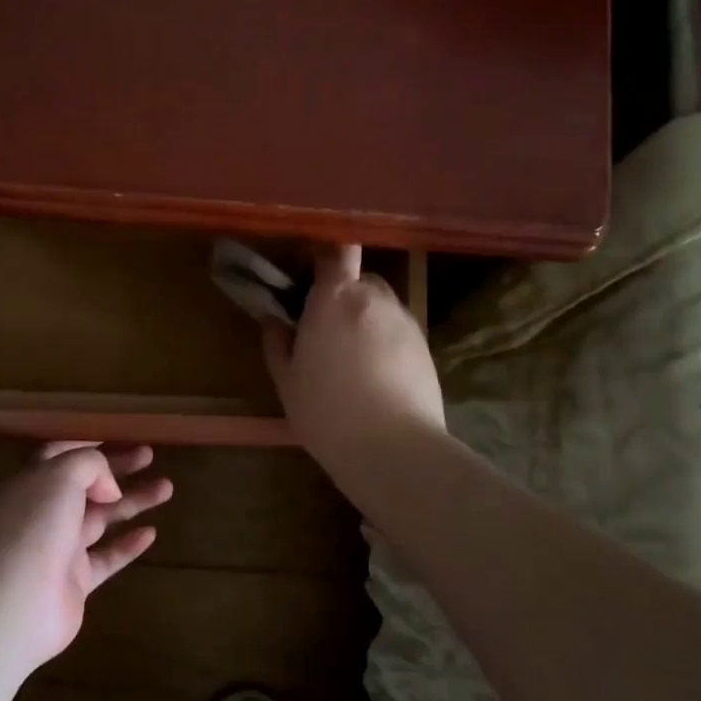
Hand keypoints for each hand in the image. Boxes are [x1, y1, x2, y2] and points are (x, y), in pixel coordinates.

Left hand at [0, 443, 172, 669]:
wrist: (13, 604)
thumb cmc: (34, 527)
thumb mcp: (61, 476)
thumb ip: (90, 466)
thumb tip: (109, 487)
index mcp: (33, 482)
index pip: (59, 455)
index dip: (86, 444)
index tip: (118, 436)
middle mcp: (44, 512)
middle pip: (86, 484)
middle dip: (117, 468)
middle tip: (150, 455)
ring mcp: (59, 548)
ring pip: (101, 518)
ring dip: (133, 501)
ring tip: (167, 487)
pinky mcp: (74, 582)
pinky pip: (106, 558)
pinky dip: (128, 545)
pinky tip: (151, 533)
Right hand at [263, 244, 445, 485]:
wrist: (393, 448)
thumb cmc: (325, 411)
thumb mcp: (286, 381)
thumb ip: (277, 343)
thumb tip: (274, 321)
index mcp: (334, 298)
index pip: (336, 251)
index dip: (326, 255)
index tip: (311, 275)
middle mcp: (373, 299)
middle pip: (360, 280)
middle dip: (344, 296)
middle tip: (326, 329)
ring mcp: (405, 321)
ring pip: (381, 307)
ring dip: (366, 320)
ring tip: (353, 361)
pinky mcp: (426, 346)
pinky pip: (398, 332)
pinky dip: (386, 343)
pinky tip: (376, 378)